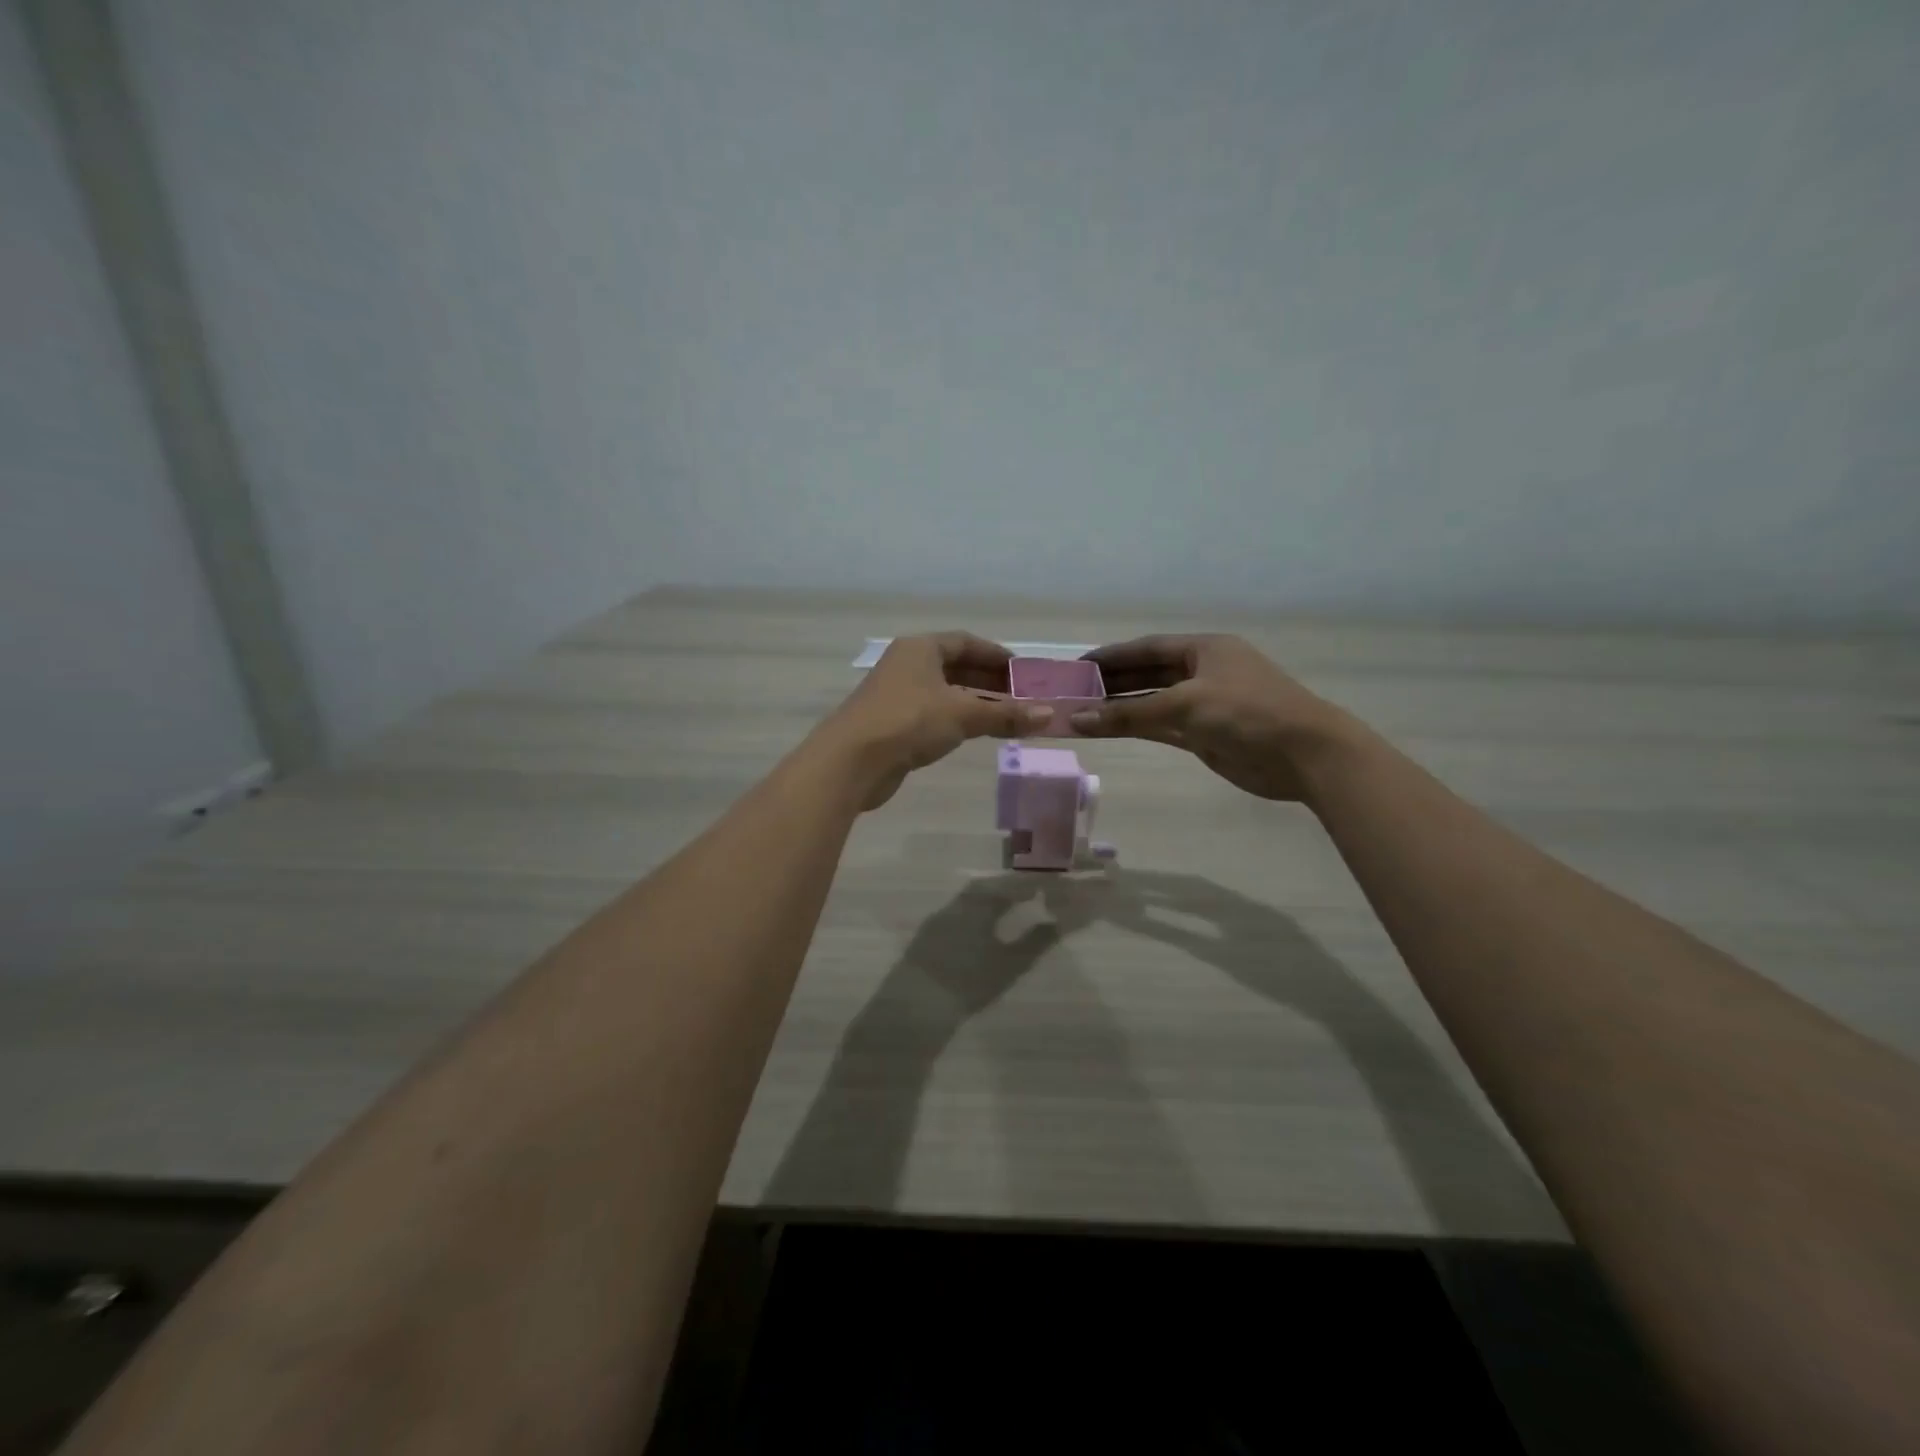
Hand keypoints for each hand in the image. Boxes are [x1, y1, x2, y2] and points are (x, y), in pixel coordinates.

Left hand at [823, 632, 1051, 810]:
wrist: (851, 760)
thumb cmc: (909, 722)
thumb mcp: (963, 714)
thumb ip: (1006, 714)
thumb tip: (1050, 715)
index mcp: (921, 648)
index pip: (965, 642)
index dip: (996, 655)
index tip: (1023, 670)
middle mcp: (906, 664)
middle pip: (955, 666)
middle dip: (988, 680)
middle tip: (1021, 696)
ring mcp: (896, 694)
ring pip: (944, 691)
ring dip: (974, 701)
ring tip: (1006, 715)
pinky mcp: (891, 723)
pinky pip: (933, 713)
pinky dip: (957, 718)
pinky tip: (974, 732)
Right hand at [1068, 634, 1347, 801]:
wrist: (1305, 755)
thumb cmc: (1247, 713)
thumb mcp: (1185, 705)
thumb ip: (1129, 713)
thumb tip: (1078, 719)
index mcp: (1204, 649)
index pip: (1147, 648)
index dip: (1112, 656)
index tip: (1078, 665)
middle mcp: (1202, 672)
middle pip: (1148, 673)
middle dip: (1112, 682)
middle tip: (1073, 691)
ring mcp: (1204, 704)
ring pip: (1153, 702)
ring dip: (1121, 707)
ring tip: (1082, 712)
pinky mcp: (1205, 734)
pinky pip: (1162, 726)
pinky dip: (1137, 727)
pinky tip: (1110, 729)